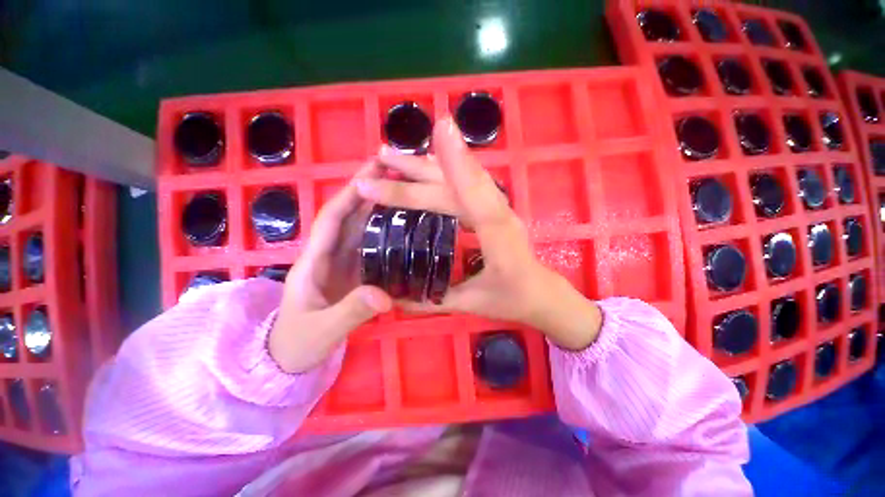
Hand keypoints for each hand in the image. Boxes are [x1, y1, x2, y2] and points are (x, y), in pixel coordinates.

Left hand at [269, 163, 392, 372]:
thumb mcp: (321, 331)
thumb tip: (385, 295)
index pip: (332, 219)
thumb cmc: (296, 344)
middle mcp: (328, 255)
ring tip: (400, 190)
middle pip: (348, 216)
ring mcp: (342, 263)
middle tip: (393, 171)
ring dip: (376, 206)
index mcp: (314, 261)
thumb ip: (350, 313)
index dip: (350, 195)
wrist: (288, 358)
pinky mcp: (353, 272)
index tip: (371, 172)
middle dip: (366, 191)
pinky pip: (369, 245)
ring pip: (359, 228)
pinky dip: (382, 230)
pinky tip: (400, 224)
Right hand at [355, 118, 601, 350]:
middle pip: (458, 187)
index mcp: (499, 240)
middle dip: (416, 174)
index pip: (476, 199)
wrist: (541, 292)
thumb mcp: (472, 304)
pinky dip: (447, 169)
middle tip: (379, 160)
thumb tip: (393, 298)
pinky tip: (426, 165)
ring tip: (395, 156)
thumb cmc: (511, 299)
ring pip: (464, 177)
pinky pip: (469, 183)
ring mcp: (498, 207)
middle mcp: (501, 215)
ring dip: (430, 163)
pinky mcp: (494, 207)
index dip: (459, 166)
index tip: (438, 130)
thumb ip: (434, 301)